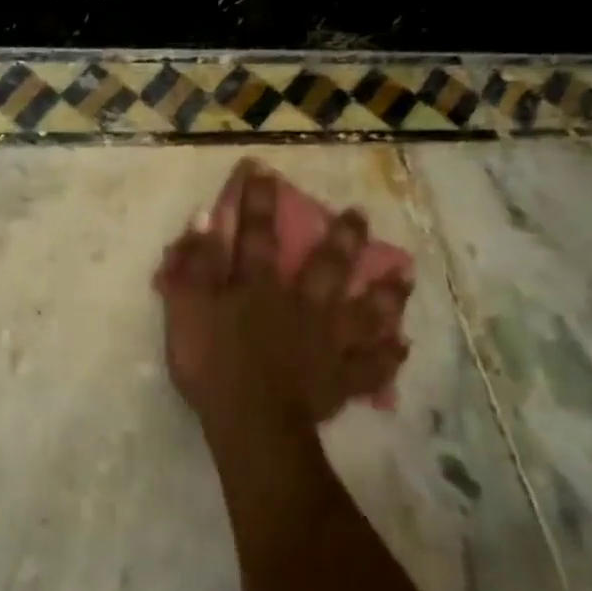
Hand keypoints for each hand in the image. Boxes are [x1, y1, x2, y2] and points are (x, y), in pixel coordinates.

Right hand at [156, 160, 410, 460]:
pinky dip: (387, 357)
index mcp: (260, 287)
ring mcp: (329, 343)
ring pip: (364, 312)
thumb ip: (195, 263)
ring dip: (385, 293)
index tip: (265, 169)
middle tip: (359, 215)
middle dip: (342, 238)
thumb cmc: (211, 363)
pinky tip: (402, 347)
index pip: (257, 234)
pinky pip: (372, 367)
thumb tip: (206, 217)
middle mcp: (302, 305)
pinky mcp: (342, 379)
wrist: (250, 421)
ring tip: (404, 276)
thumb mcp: (187, 308)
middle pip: (327, 266)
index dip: (259, 201)